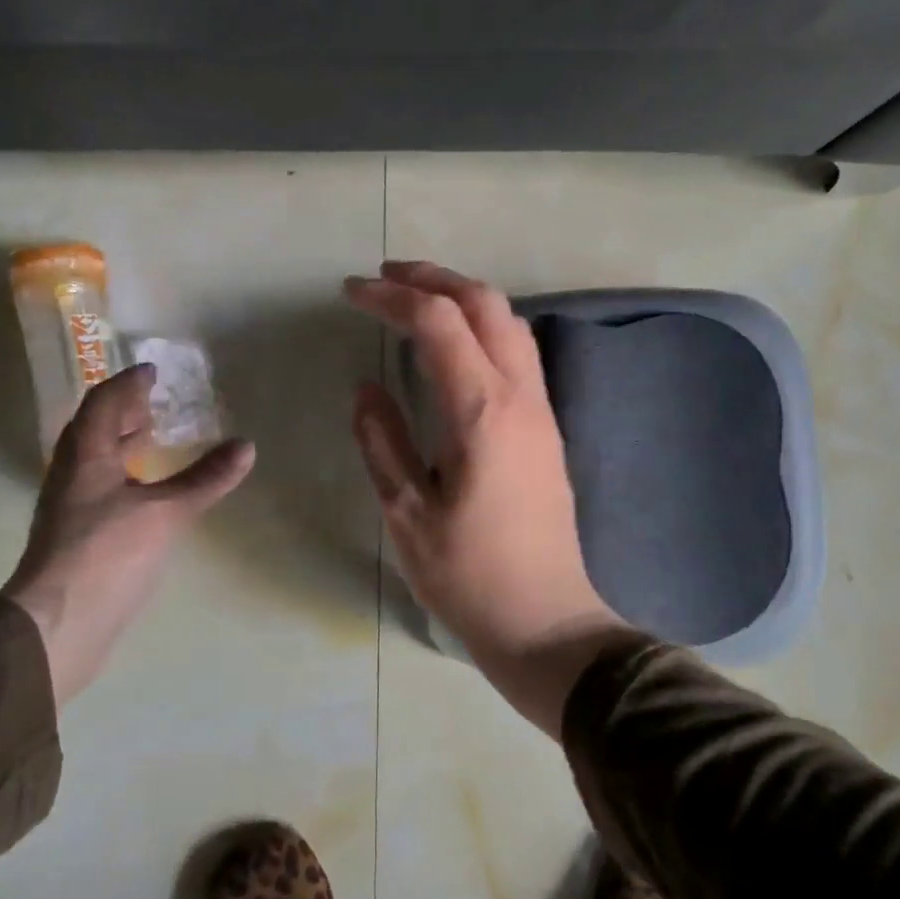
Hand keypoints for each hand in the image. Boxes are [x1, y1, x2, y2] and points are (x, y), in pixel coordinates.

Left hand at [4, 365, 255, 704]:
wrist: (59, 625)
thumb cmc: (107, 555)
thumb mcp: (165, 512)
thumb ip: (205, 478)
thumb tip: (246, 446)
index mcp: (86, 458)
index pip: (103, 404)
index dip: (127, 384)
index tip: (151, 370)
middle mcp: (72, 476)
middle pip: (95, 430)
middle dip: (124, 411)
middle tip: (155, 401)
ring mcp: (72, 508)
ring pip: (97, 461)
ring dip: (123, 443)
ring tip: (154, 438)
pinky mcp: (80, 537)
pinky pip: (103, 487)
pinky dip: (126, 475)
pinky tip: (147, 493)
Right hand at [345, 261, 636, 736]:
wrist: (545, 621)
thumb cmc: (468, 575)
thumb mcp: (406, 514)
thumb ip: (382, 441)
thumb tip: (366, 387)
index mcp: (481, 412)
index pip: (438, 323)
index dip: (391, 297)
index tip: (351, 292)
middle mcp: (520, 397)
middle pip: (485, 304)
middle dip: (433, 279)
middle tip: (384, 277)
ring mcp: (541, 411)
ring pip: (510, 323)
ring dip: (463, 298)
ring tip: (417, 300)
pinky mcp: (548, 429)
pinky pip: (520, 353)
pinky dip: (484, 328)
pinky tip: (455, 347)